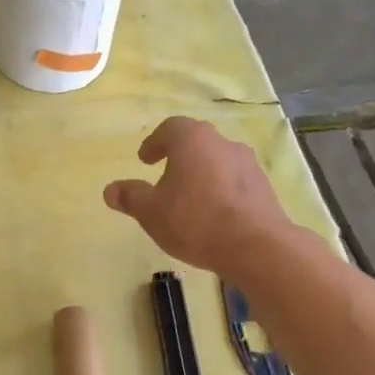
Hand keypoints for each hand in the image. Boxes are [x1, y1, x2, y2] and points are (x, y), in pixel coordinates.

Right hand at [103, 117, 292, 274]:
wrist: (255, 246)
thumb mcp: (151, 212)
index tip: (145, 160)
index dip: (154, 142)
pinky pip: (234, 182)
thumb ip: (130, 197)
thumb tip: (110, 190)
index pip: (171, 128)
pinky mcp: (264, 188)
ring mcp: (248, 165)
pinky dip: (220, 191)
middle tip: (164, 177)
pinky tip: (212, 215)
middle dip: (178, 157)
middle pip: (196, 143)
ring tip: (188, 200)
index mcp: (193, 140)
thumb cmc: (194, 221)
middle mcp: (223, 143)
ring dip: (201, 175)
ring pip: (217, 162)